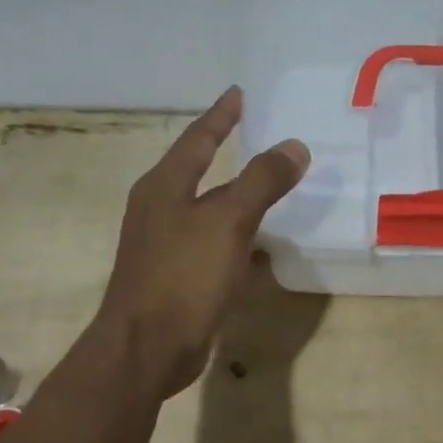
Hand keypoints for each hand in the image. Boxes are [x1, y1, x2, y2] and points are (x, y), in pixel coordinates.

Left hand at [90, 87, 308, 397]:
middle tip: (263, 136)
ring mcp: (168, 247)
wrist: (148, 349)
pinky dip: (242, 243)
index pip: (198, 139)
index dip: (221, 116)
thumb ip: (262, 181)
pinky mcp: (180, 279)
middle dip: (230, 155)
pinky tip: (267, 251)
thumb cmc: (183, 276)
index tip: (240, 93)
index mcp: (164, 187)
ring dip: (240, 201)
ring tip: (274, 188)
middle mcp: (161, 211)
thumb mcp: (228, 221)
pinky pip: (218, 248)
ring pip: (212, 213)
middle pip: (201, 172)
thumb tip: (295, 146)